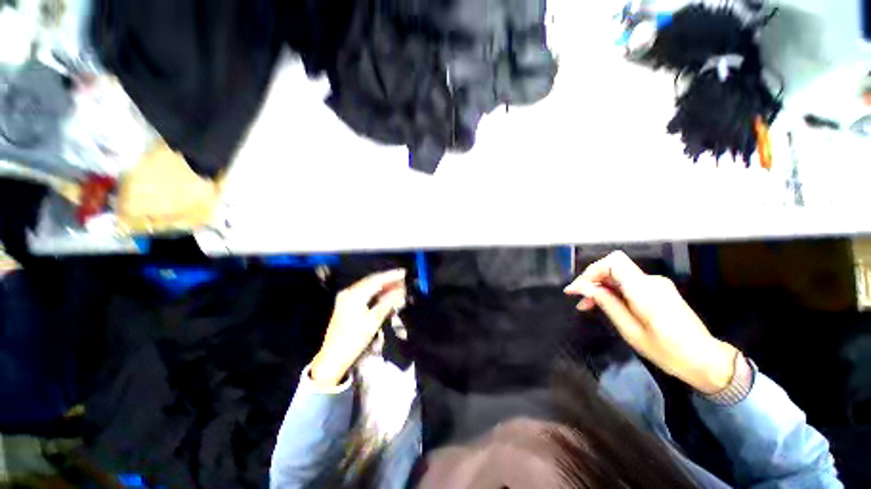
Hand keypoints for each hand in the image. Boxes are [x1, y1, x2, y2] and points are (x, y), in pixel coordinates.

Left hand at [311, 269, 406, 388]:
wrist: (333, 357)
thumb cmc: (355, 339)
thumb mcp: (374, 320)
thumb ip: (388, 302)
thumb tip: (401, 290)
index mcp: (354, 295)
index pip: (376, 280)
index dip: (391, 275)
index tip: (404, 273)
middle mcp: (348, 292)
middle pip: (371, 281)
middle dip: (388, 279)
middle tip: (403, 280)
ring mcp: (345, 297)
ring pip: (367, 286)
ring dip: (382, 285)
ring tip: (397, 286)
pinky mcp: (345, 303)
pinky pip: (363, 292)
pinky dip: (375, 291)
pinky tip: (384, 293)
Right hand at [565, 252, 736, 393]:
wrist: (705, 361)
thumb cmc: (668, 351)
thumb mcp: (631, 330)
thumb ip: (607, 304)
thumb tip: (584, 288)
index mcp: (644, 289)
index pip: (613, 262)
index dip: (591, 271)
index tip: (576, 289)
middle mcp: (651, 281)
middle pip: (613, 267)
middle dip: (591, 280)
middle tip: (576, 297)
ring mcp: (656, 285)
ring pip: (619, 276)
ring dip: (600, 287)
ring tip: (585, 305)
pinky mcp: (659, 291)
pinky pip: (629, 284)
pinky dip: (613, 291)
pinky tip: (604, 304)